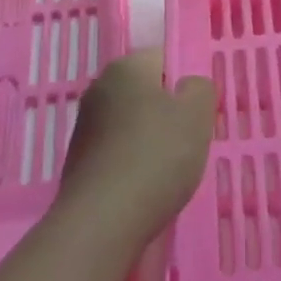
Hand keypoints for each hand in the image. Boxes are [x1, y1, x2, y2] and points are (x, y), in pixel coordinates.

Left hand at [55, 50, 215, 252]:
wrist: (102, 221)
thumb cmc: (156, 156)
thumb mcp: (197, 115)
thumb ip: (200, 88)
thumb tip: (189, 86)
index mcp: (126, 66)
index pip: (165, 58)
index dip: (187, 82)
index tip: (201, 111)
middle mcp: (99, 87)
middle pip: (147, 91)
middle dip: (170, 111)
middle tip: (192, 139)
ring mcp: (85, 125)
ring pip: (133, 122)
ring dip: (152, 139)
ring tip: (172, 168)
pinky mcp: (79, 159)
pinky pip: (119, 150)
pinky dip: (134, 162)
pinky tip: (147, 185)